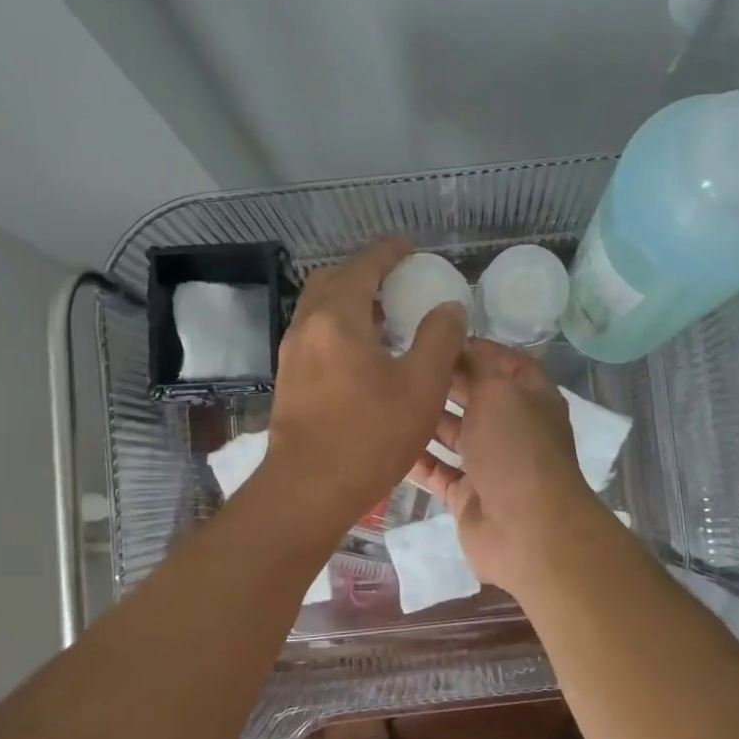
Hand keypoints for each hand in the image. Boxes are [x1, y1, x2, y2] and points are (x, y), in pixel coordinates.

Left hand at [265, 238, 467, 531]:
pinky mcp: (289, 381)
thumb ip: (440, 338)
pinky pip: (316, 335)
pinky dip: (339, 327)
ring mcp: (292, 355)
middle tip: (398, 281)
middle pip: (333, 280)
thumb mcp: (422, 386)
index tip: (410, 249)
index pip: (364, 266)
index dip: (389, 252)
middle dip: (365, 272)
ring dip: (350, 301)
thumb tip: (448, 308)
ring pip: (320, 309)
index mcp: (338, 317)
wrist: (308, 490)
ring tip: (386, 317)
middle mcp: (307, 326)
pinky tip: (363, 354)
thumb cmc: (370, 435)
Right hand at [406, 340, 607, 594]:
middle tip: (398, 361)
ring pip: (453, 434)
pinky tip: (384, 441)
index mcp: (531, 397)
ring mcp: (490, 464)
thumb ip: (477, 366)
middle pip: (475, 396)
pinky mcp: (468, 495)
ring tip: (386, 395)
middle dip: (443, 380)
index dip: (474, 347)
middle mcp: (512, 427)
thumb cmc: (516, 449)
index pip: (504, 362)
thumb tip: (459, 343)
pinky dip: (416, 460)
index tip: (434, 334)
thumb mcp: (499, 392)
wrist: (527, 530)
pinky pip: (438, 472)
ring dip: (425, 418)